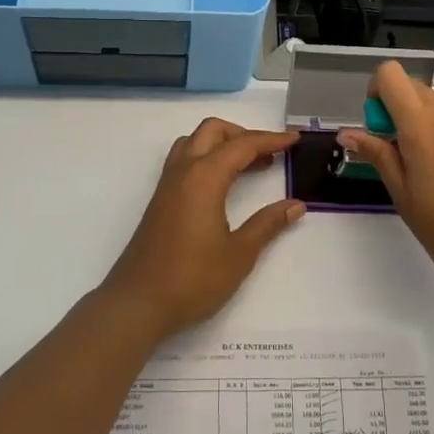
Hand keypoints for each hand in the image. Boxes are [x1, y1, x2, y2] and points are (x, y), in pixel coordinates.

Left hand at [103, 118, 305, 338]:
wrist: (137, 303)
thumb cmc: (192, 279)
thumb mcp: (239, 254)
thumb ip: (268, 224)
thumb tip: (295, 205)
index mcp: (204, 178)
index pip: (242, 145)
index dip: (271, 140)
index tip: (294, 140)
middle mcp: (183, 171)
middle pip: (212, 131)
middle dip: (243, 134)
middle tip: (270, 154)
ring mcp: (167, 185)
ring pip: (194, 142)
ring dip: (222, 143)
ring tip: (248, 166)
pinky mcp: (160, 200)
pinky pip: (184, 160)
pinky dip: (207, 158)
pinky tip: (222, 185)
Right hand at [338, 62, 433, 307]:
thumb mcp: (405, 198)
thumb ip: (378, 156)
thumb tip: (348, 132)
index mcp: (423, 125)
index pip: (391, 74)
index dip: (376, 94)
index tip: (377, 131)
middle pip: (414, 89)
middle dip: (395, 112)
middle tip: (395, 159)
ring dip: (419, 128)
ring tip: (424, 178)